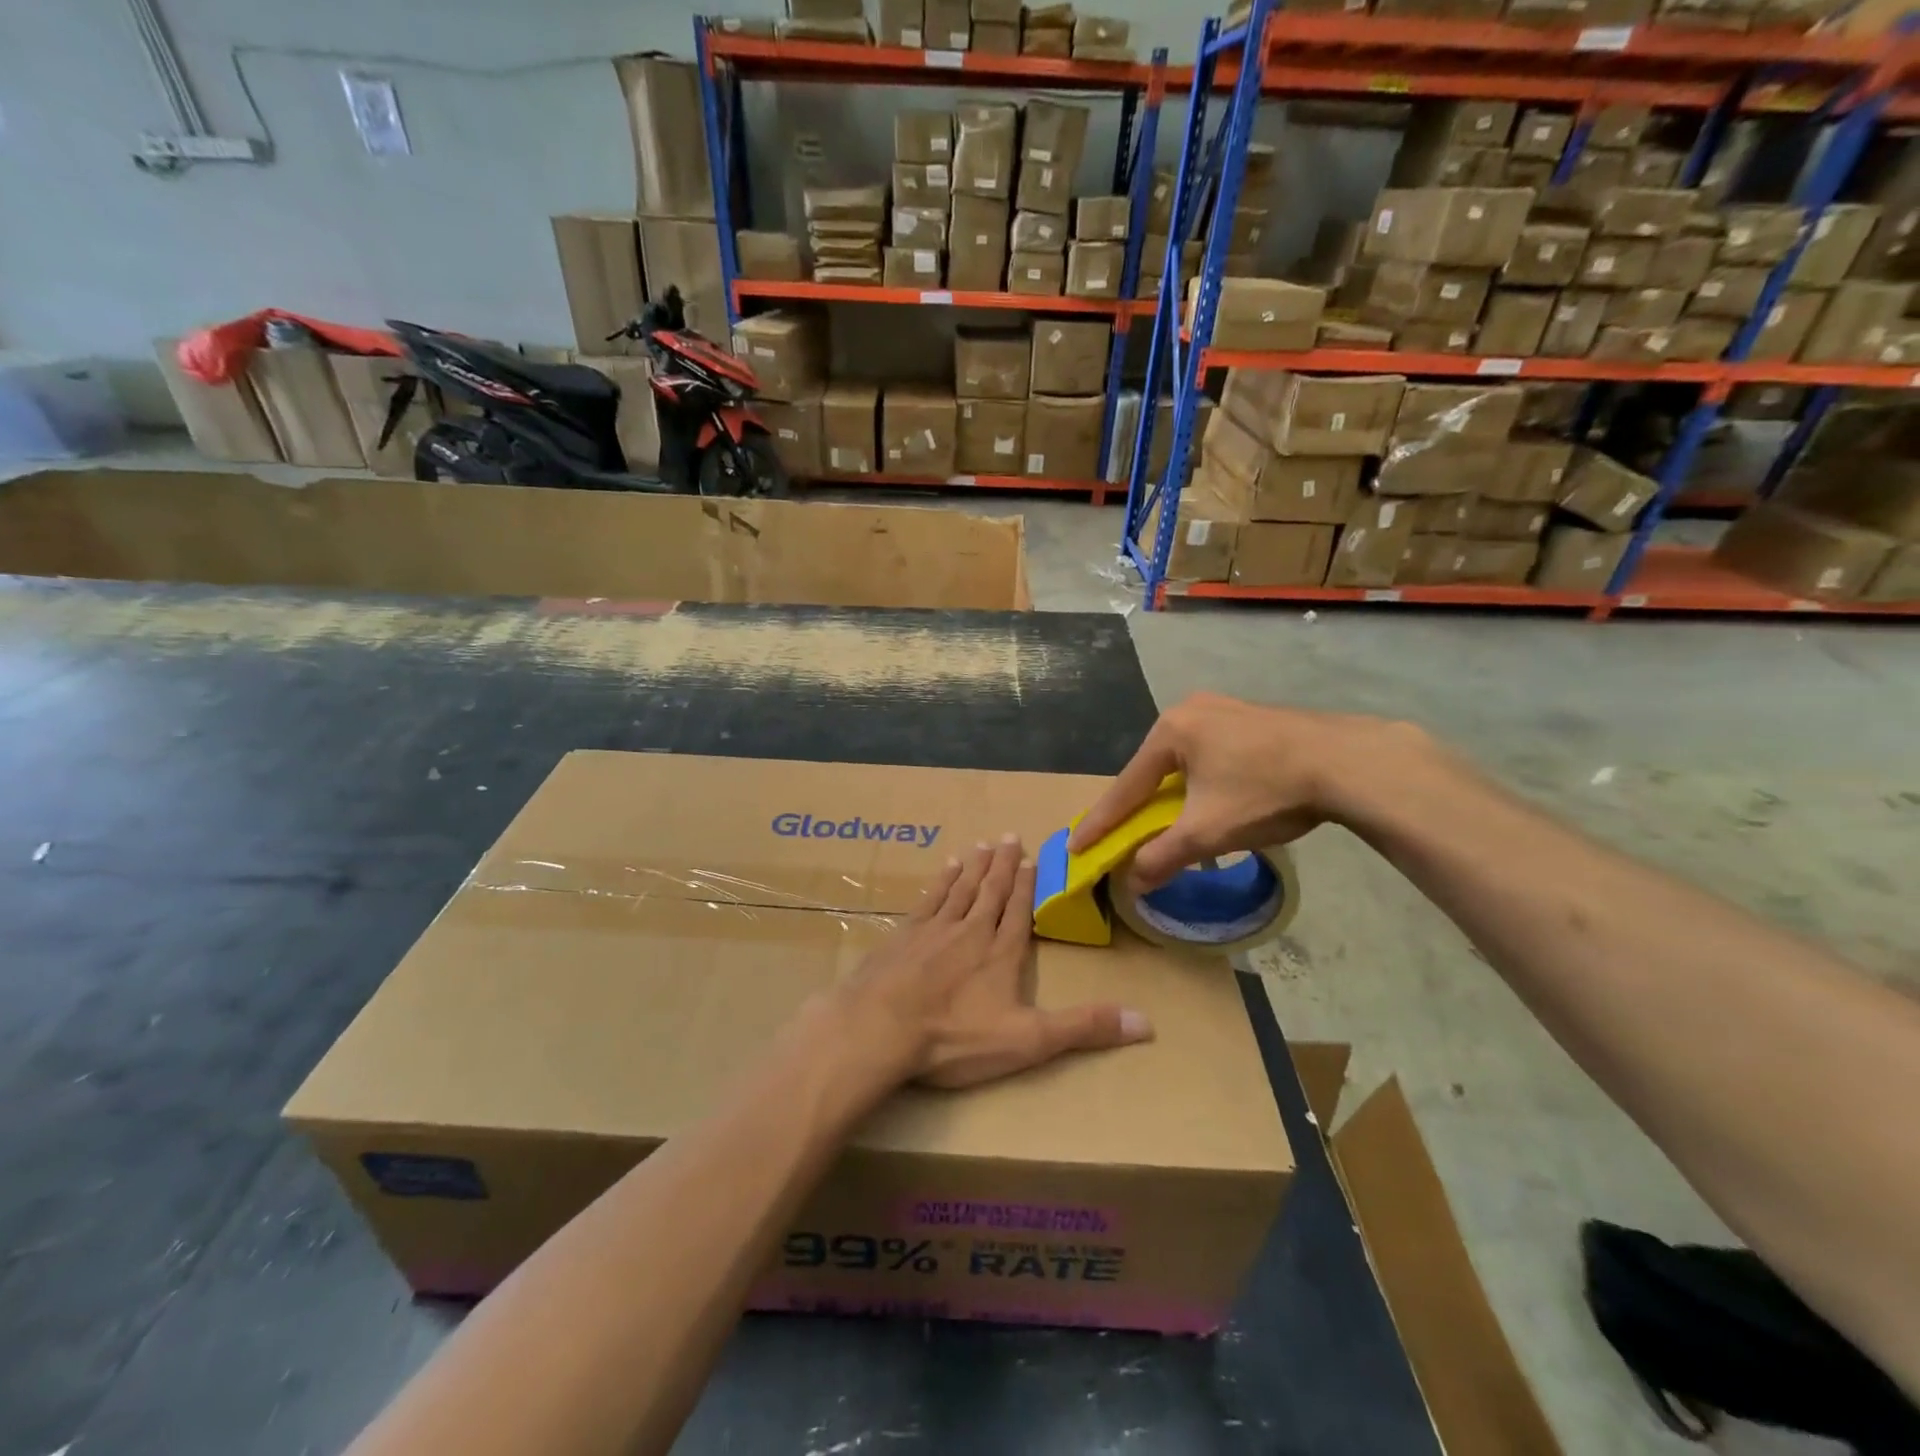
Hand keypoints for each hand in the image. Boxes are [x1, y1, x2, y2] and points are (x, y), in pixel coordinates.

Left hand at [829, 836, 1151, 1090]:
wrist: (881, 1027)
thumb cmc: (955, 1037)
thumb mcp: (1028, 1040)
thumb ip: (1084, 1028)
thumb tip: (1148, 1024)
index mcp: (1001, 953)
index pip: (1019, 910)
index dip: (1027, 885)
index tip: (1032, 858)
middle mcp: (970, 931)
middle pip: (990, 891)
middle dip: (1002, 865)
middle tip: (1009, 835)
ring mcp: (933, 930)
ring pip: (960, 889)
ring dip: (974, 867)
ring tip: (982, 845)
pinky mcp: (903, 935)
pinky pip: (929, 899)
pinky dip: (940, 882)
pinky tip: (944, 869)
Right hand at [1070, 693, 1422, 890]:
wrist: (1349, 762)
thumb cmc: (1266, 792)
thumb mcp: (1208, 832)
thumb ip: (1163, 856)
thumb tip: (1132, 882)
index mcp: (1171, 731)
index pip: (1125, 787)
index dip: (1101, 823)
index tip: (1076, 847)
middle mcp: (1190, 710)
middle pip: (1153, 770)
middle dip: (1138, 806)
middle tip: (1123, 835)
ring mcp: (1225, 708)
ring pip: (1184, 761)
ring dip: (1173, 794)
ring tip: (1171, 822)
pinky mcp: (1253, 717)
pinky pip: (1211, 753)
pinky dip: (1202, 781)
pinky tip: (1215, 798)